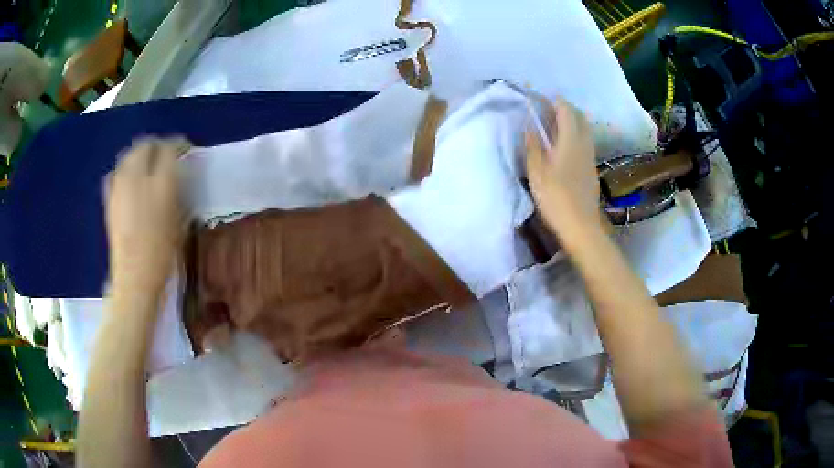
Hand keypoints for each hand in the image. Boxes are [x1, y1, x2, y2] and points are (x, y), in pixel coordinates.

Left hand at [105, 137, 188, 294]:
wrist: (135, 276)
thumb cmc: (163, 252)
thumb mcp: (179, 220)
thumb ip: (178, 190)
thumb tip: (177, 173)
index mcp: (161, 183)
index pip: (169, 148)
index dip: (178, 144)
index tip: (185, 149)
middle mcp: (138, 177)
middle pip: (145, 145)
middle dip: (156, 145)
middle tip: (164, 154)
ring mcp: (120, 186)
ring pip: (128, 155)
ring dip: (138, 154)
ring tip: (146, 164)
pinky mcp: (109, 198)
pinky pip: (115, 173)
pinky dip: (123, 170)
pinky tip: (127, 179)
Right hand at [525, 99, 601, 239]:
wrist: (581, 226)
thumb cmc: (556, 198)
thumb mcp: (537, 173)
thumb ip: (533, 147)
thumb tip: (529, 127)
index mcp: (570, 141)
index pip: (566, 111)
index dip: (555, 101)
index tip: (543, 98)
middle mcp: (584, 145)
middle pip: (580, 118)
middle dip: (567, 108)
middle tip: (550, 108)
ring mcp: (590, 158)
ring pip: (586, 130)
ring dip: (573, 121)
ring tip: (556, 124)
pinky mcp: (592, 170)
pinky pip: (586, 143)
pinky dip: (577, 135)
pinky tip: (566, 145)